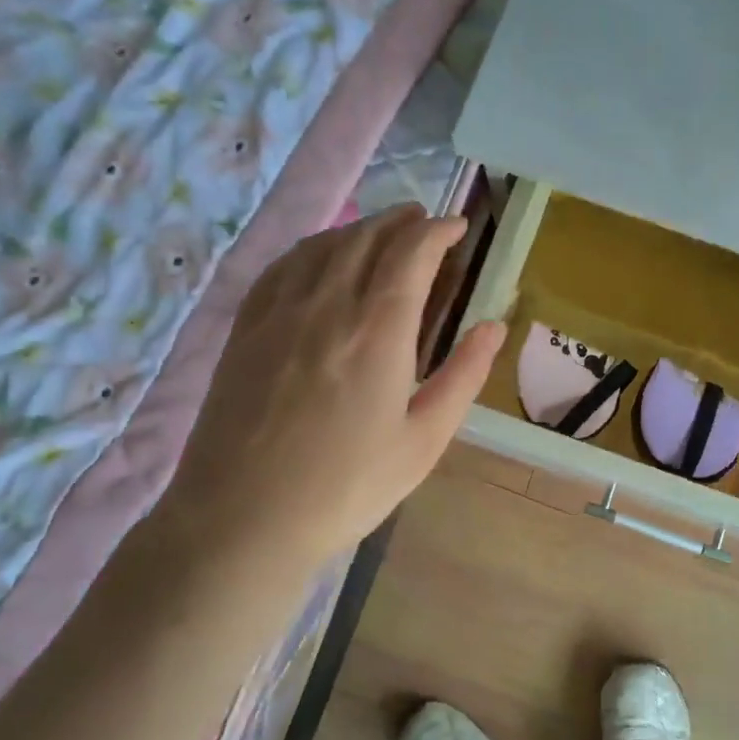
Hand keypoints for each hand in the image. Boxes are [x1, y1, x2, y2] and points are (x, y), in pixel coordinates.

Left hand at [165, 204, 504, 568]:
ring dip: (359, 228)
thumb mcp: (424, 440)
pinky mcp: (246, 328)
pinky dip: (313, 247)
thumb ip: (463, 375)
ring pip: (324, 245)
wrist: (243, 519)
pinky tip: (320, 256)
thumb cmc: (347, 487)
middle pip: (367, 237)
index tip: (458, 227)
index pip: (411, 253)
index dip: (437, 231)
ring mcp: (279, 312)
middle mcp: (327, 304)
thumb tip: (495, 325)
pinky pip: (283, 266)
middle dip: (401, 221)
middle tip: (425, 221)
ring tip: (381, 231)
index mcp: (378, 330)